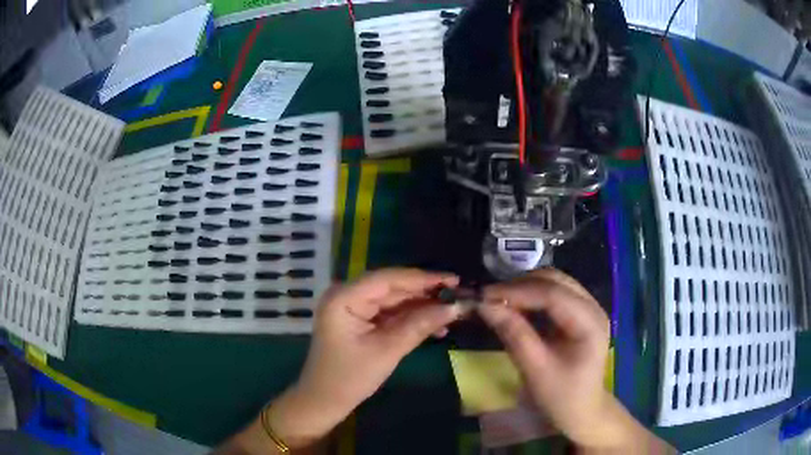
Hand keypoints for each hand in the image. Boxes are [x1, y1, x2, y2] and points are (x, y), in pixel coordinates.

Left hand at [269, 268, 463, 447]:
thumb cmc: (350, 378)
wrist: (325, 400)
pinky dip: (411, 318)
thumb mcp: (387, 351)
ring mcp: (353, 307)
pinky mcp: (360, 320)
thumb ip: (419, 325)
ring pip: (394, 300)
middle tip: (458, 295)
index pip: (388, 278)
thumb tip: (454, 307)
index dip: (423, 278)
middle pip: (393, 287)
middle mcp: (347, 295)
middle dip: (426, 293)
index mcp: (344, 297)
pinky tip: (435, 325)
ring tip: (452, 312)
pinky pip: (390, 313)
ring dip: (422, 307)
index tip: (454, 279)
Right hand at [478, 269, 614, 447]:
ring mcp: (588, 309)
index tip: (484, 296)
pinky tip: (515, 306)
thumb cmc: (561, 397)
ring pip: (554, 283)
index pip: (553, 293)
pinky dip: (531, 296)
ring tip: (497, 300)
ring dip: (524, 288)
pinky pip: (554, 295)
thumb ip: (514, 335)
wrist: (582, 413)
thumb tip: (484, 306)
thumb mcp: (536, 370)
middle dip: (520, 285)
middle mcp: (593, 308)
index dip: (517, 291)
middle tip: (488, 297)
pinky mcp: (579, 314)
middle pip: (555, 281)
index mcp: (590, 323)